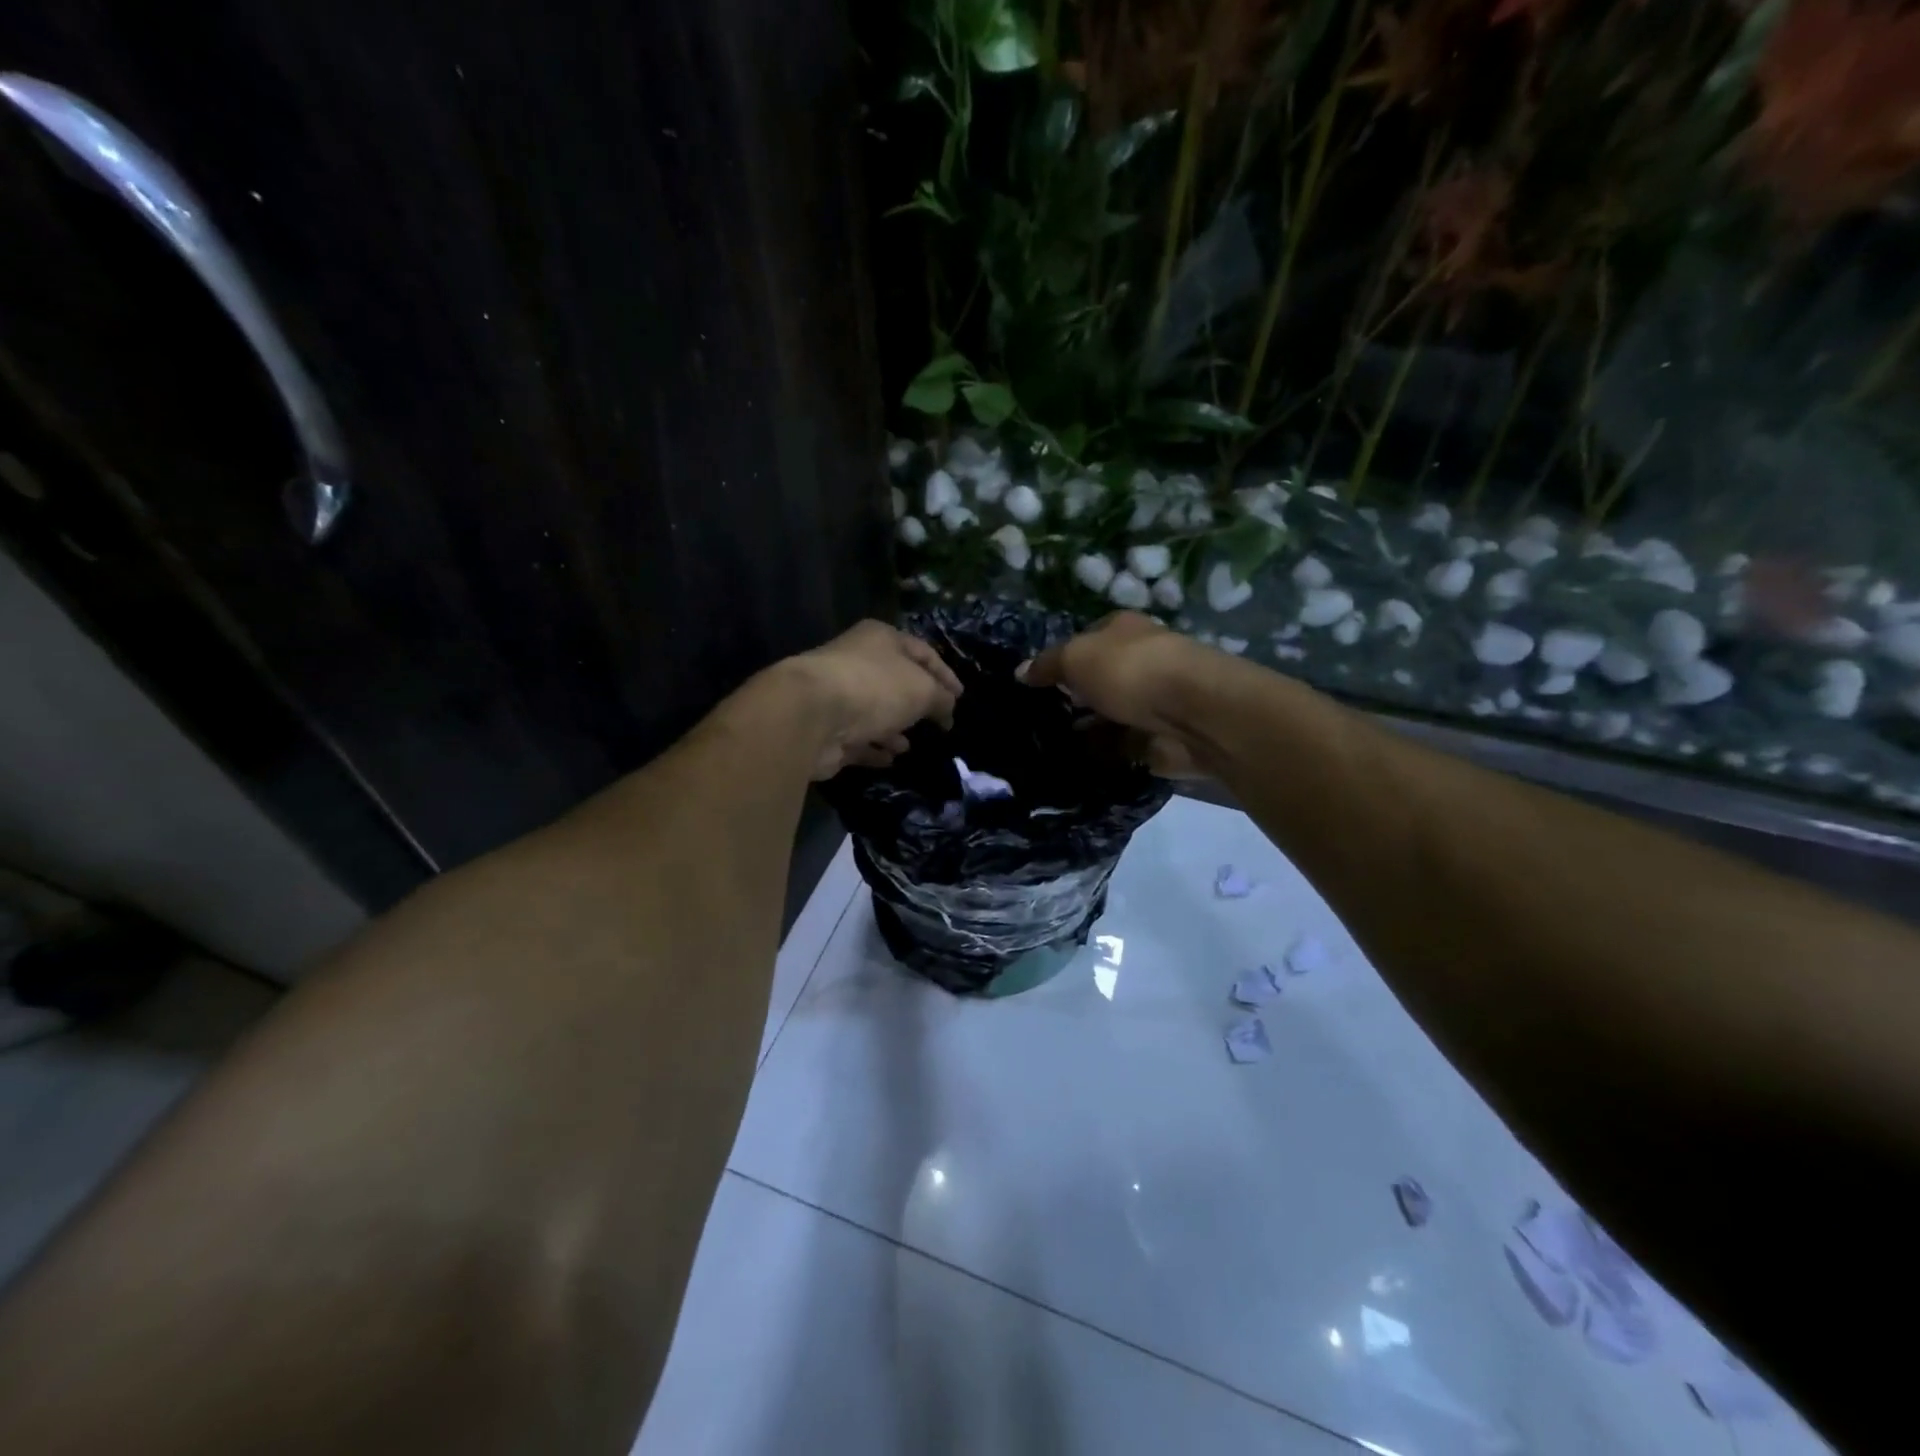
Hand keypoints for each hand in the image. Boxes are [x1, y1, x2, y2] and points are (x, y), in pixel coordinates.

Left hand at [788, 621, 962, 780]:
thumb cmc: (875, 688)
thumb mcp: (923, 689)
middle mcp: (857, 662)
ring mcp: (838, 696)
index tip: (961, 697)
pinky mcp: (827, 729)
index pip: (922, 652)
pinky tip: (890, 759)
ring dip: (894, 728)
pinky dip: (875, 748)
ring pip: (874, 712)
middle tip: (937, 723)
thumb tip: (947, 709)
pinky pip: (858, 739)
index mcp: (881, 639)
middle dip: (917, 703)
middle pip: (895, 682)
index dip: (945, 674)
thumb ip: (941, 698)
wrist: (811, 715)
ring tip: (911, 745)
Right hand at [1017, 612, 1207, 778]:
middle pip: (1098, 682)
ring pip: (1109, 717)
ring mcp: (1151, 704)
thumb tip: (1020, 672)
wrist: (1193, 714)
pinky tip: (1074, 765)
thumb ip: (1047, 665)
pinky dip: (1104, 756)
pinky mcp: (1158, 740)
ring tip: (1047, 747)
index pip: (1086, 641)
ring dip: (1087, 731)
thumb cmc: (1130, 671)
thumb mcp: (1076, 658)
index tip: (1034, 687)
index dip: (1061, 660)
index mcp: (1123, 631)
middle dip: (1072, 700)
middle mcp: (1139, 662)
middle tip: (1036, 721)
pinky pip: (1121, 749)